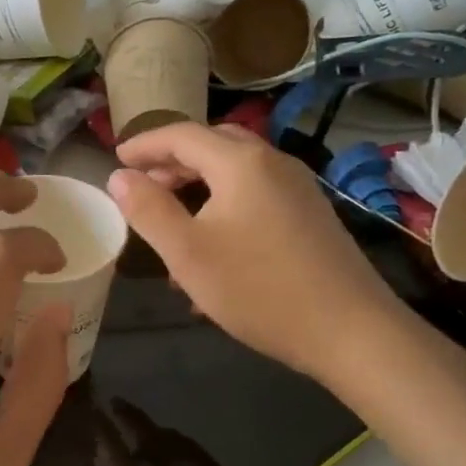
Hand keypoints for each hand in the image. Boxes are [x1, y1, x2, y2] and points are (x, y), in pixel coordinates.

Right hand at [107, 123, 412, 386]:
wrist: (350, 330)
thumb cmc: (258, 288)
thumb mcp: (187, 252)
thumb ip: (148, 209)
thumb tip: (119, 176)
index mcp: (241, 162)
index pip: (182, 135)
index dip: (144, 144)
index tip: (116, 159)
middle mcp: (273, 163)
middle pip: (213, 145)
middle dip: (172, 161)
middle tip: (142, 185)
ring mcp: (298, 189)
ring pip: (236, 172)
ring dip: (198, 186)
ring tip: (171, 219)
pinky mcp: (310, 215)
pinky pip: (256, 195)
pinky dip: (224, 204)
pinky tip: (213, 247)